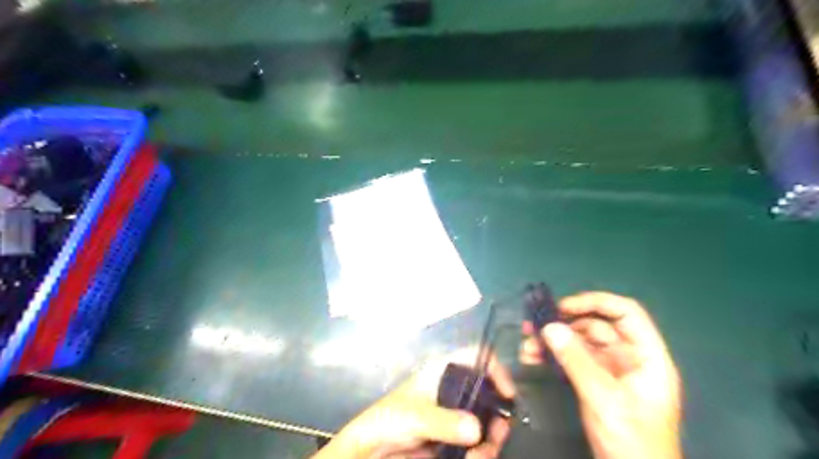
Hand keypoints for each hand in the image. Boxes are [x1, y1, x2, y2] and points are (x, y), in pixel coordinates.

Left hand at [313, 350, 510, 456]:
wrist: (372, 449)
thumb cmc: (390, 419)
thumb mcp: (416, 416)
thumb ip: (445, 422)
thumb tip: (477, 430)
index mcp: (443, 372)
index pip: (475, 357)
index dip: (494, 369)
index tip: (507, 393)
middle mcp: (453, 390)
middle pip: (488, 392)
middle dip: (497, 414)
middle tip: (498, 434)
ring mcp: (455, 414)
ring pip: (487, 421)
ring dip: (491, 440)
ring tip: (480, 457)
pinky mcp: (455, 437)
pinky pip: (478, 442)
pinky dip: (481, 453)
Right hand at [522, 291, 681, 458]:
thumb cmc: (632, 441)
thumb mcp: (604, 398)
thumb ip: (576, 360)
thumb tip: (549, 327)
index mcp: (647, 357)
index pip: (626, 314)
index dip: (596, 303)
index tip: (563, 306)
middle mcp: (629, 358)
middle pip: (598, 327)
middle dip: (565, 324)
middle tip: (535, 326)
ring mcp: (611, 371)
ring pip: (581, 343)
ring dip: (555, 341)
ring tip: (527, 344)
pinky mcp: (595, 383)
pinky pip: (573, 360)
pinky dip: (554, 356)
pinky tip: (533, 357)